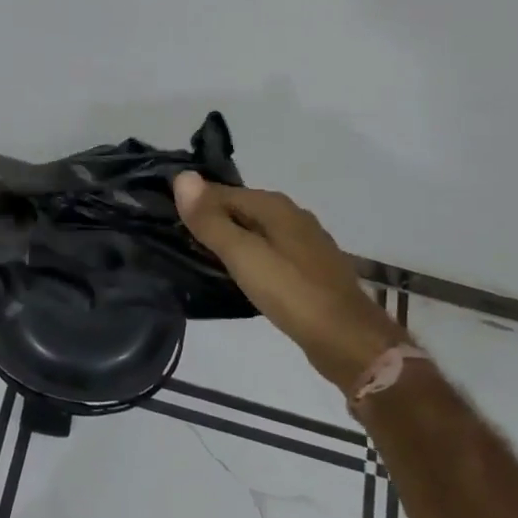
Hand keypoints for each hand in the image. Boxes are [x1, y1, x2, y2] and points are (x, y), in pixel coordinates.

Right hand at [173, 174, 405, 393]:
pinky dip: (252, 258)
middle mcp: (292, 215)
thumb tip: (182, 177)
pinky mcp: (311, 270)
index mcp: (275, 205)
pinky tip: (242, 277)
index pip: (222, 192)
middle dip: (213, 220)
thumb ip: (211, 220)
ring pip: (257, 232)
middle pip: (241, 209)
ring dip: (232, 240)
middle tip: (180, 242)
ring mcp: (305, 243)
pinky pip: (270, 252)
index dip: (195, 204)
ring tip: (204, 260)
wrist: (348, 340)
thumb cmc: (291, 293)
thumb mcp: (243, 255)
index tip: (169, 223)